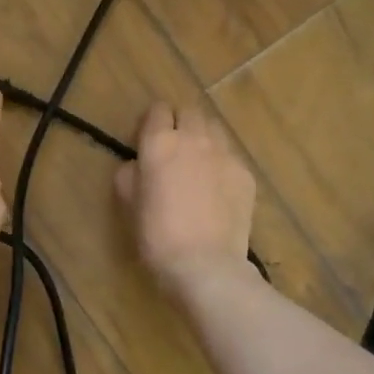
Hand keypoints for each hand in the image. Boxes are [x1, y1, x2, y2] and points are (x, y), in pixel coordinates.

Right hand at [115, 101, 255, 294]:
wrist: (205, 264)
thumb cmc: (157, 236)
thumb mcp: (129, 204)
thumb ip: (129, 175)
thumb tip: (137, 165)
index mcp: (160, 143)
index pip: (157, 110)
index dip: (151, 123)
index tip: (146, 142)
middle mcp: (194, 139)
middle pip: (189, 111)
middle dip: (179, 123)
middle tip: (173, 150)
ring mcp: (225, 154)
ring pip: (214, 129)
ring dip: (203, 138)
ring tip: (197, 165)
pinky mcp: (245, 174)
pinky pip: (230, 156)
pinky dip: (221, 164)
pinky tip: (216, 190)